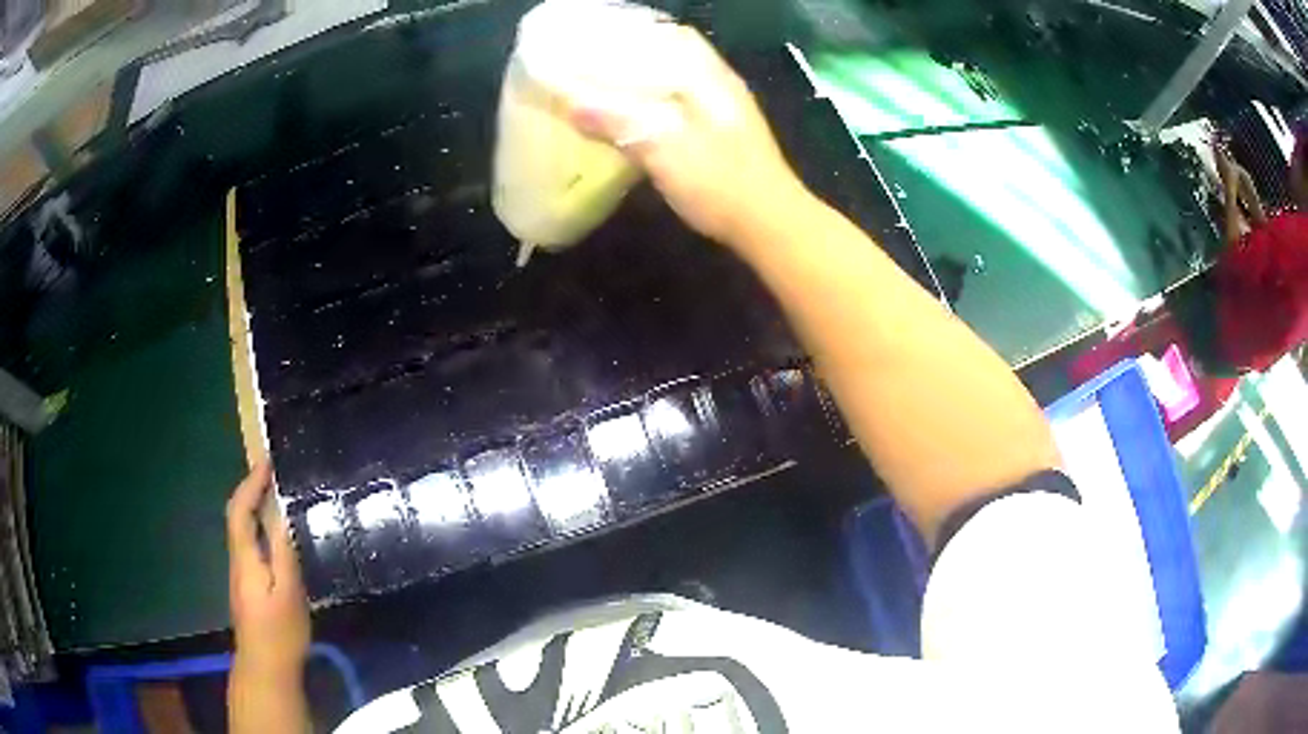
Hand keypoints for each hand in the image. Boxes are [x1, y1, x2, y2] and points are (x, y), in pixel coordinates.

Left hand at [226, 462, 309, 681]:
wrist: (265, 668)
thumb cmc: (279, 631)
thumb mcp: (289, 592)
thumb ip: (284, 553)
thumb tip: (282, 514)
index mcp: (245, 558)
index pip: (239, 510)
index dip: (250, 483)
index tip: (267, 462)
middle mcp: (238, 560)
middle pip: (237, 517)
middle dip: (250, 490)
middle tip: (273, 474)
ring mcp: (241, 575)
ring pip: (242, 531)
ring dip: (254, 507)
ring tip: (276, 495)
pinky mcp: (249, 587)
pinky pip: (250, 545)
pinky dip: (259, 527)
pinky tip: (275, 534)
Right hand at [571, 25, 808, 246]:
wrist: (771, 225)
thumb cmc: (721, 183)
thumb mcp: (664, 150)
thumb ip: (618, 121)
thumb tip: (571, 103)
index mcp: (711, 78)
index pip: (677, 37)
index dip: (639, 33)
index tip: (602, 39)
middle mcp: (721, 87)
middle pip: (676, 58)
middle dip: (636, 58)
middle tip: (595, 67)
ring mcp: (725, 113)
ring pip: (680, 84)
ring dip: (646, 84)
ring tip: (606, 90)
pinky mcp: (722, 138)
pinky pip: (682, 108)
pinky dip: (656, 106)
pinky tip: (634, 121)